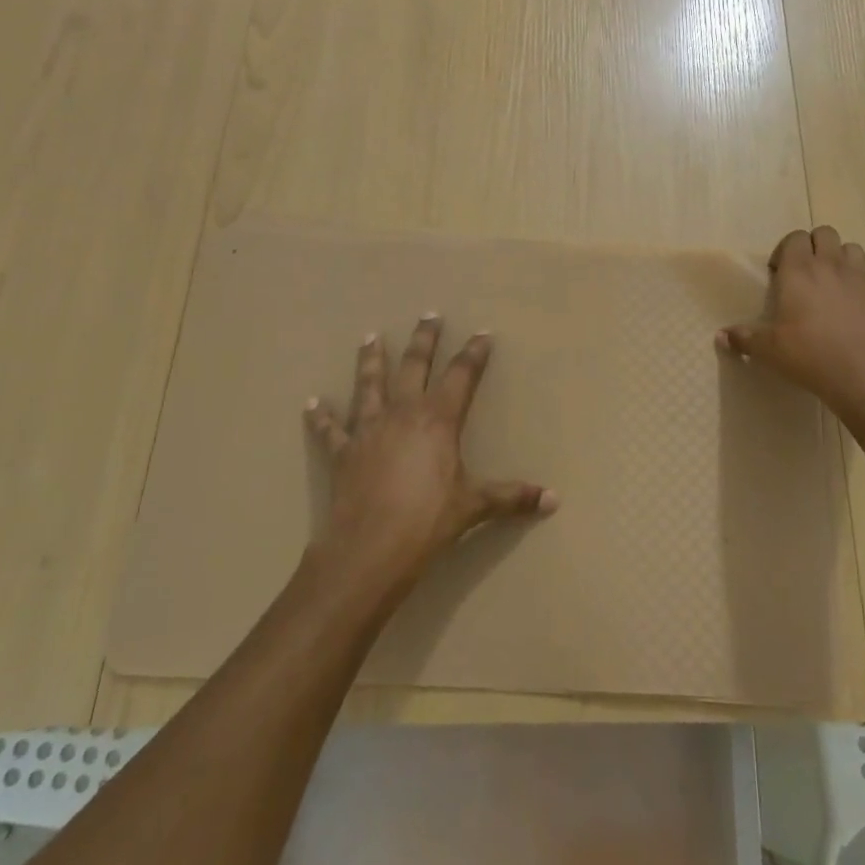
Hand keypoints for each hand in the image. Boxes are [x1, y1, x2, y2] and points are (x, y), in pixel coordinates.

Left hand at [303, 316, 555, 593]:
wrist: (370, 549)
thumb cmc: (428, 521)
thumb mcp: (475, 506)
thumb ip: (512, 497)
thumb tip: (553, 500)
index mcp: (438, 420)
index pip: (461, 375)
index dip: (474, 353)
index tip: (482, 333)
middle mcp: (402, 413)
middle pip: (414, 365)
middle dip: (424, 339)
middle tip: (429, 315)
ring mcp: (368, 430)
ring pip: (369, 385)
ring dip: (371, 360)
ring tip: (370, 336)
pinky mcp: (343, 453)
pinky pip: (330, 430)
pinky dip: (321, 417)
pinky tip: (311, 404)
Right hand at [716, 226, 864, 425]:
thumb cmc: (811, 355)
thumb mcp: (770, 351)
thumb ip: (744, 339)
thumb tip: (720, 335)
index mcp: (799, 271)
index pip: (795, 238)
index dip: (786, 250)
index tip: (779, 273)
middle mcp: (831, 265)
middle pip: (825, 233)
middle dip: (813, 246)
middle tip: (804, 274)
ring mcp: (860, 277)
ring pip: (851, 248)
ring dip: (839, 258)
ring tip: (831, 284)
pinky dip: (858, 283)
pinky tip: (852, 308)